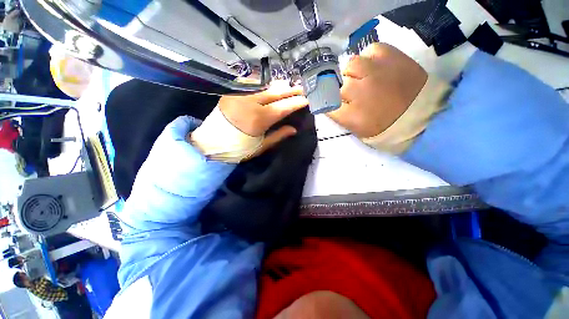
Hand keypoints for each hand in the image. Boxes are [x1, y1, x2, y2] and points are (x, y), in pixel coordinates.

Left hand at [219, 80, 308, 144]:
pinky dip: (264, 85)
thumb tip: (293, 129)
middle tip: (302, 88)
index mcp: (258, 119)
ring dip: (278, 86)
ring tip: (289, 86)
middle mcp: (250, 102)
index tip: (306, 99)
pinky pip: (252, 85)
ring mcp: (239, 95)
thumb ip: (278, 136)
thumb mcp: (260, 146)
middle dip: (290, 89)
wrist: (210, 144)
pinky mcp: (232, 92)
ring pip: (264, 86)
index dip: (296, 102)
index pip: (283, 107)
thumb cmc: (238, 149)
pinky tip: (271, 87)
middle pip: (275, 92)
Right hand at [328, 43, 427, 137]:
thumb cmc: (387, 127)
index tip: (332, 103)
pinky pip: (370, 50)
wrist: (423, 115)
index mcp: (351, 116)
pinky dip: (369, 57)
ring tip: (362, 78)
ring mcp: (375, 72)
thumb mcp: (358, 131)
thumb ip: (341, 117)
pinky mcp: (391, 57)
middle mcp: (359, 92)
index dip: (327, 102)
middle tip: (353, 94)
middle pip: (337, 85)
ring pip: (350, 65)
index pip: (326, 103)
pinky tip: (373, 66)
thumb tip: (331, 102)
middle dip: (342, 90)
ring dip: (352, 73)